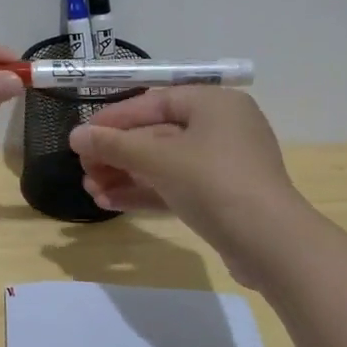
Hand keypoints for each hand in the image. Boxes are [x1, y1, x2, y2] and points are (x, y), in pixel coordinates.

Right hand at [69, 87, 306, 286]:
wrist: (271, 244)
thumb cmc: (214, 183)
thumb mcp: (158, 159)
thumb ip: (114, 145)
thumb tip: (75, 136)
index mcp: (214, 104)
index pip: (153, 102)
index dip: (114, 119)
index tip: (81, 136)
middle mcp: (222, 127)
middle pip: (157, 134)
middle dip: (117, 154)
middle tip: (84, 169)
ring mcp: (225, 164)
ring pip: (164, 164)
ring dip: (126, 175)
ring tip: (91, 190)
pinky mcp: (223, 197)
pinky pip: (177, 186)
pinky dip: (146, 192)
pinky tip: (111, 203)